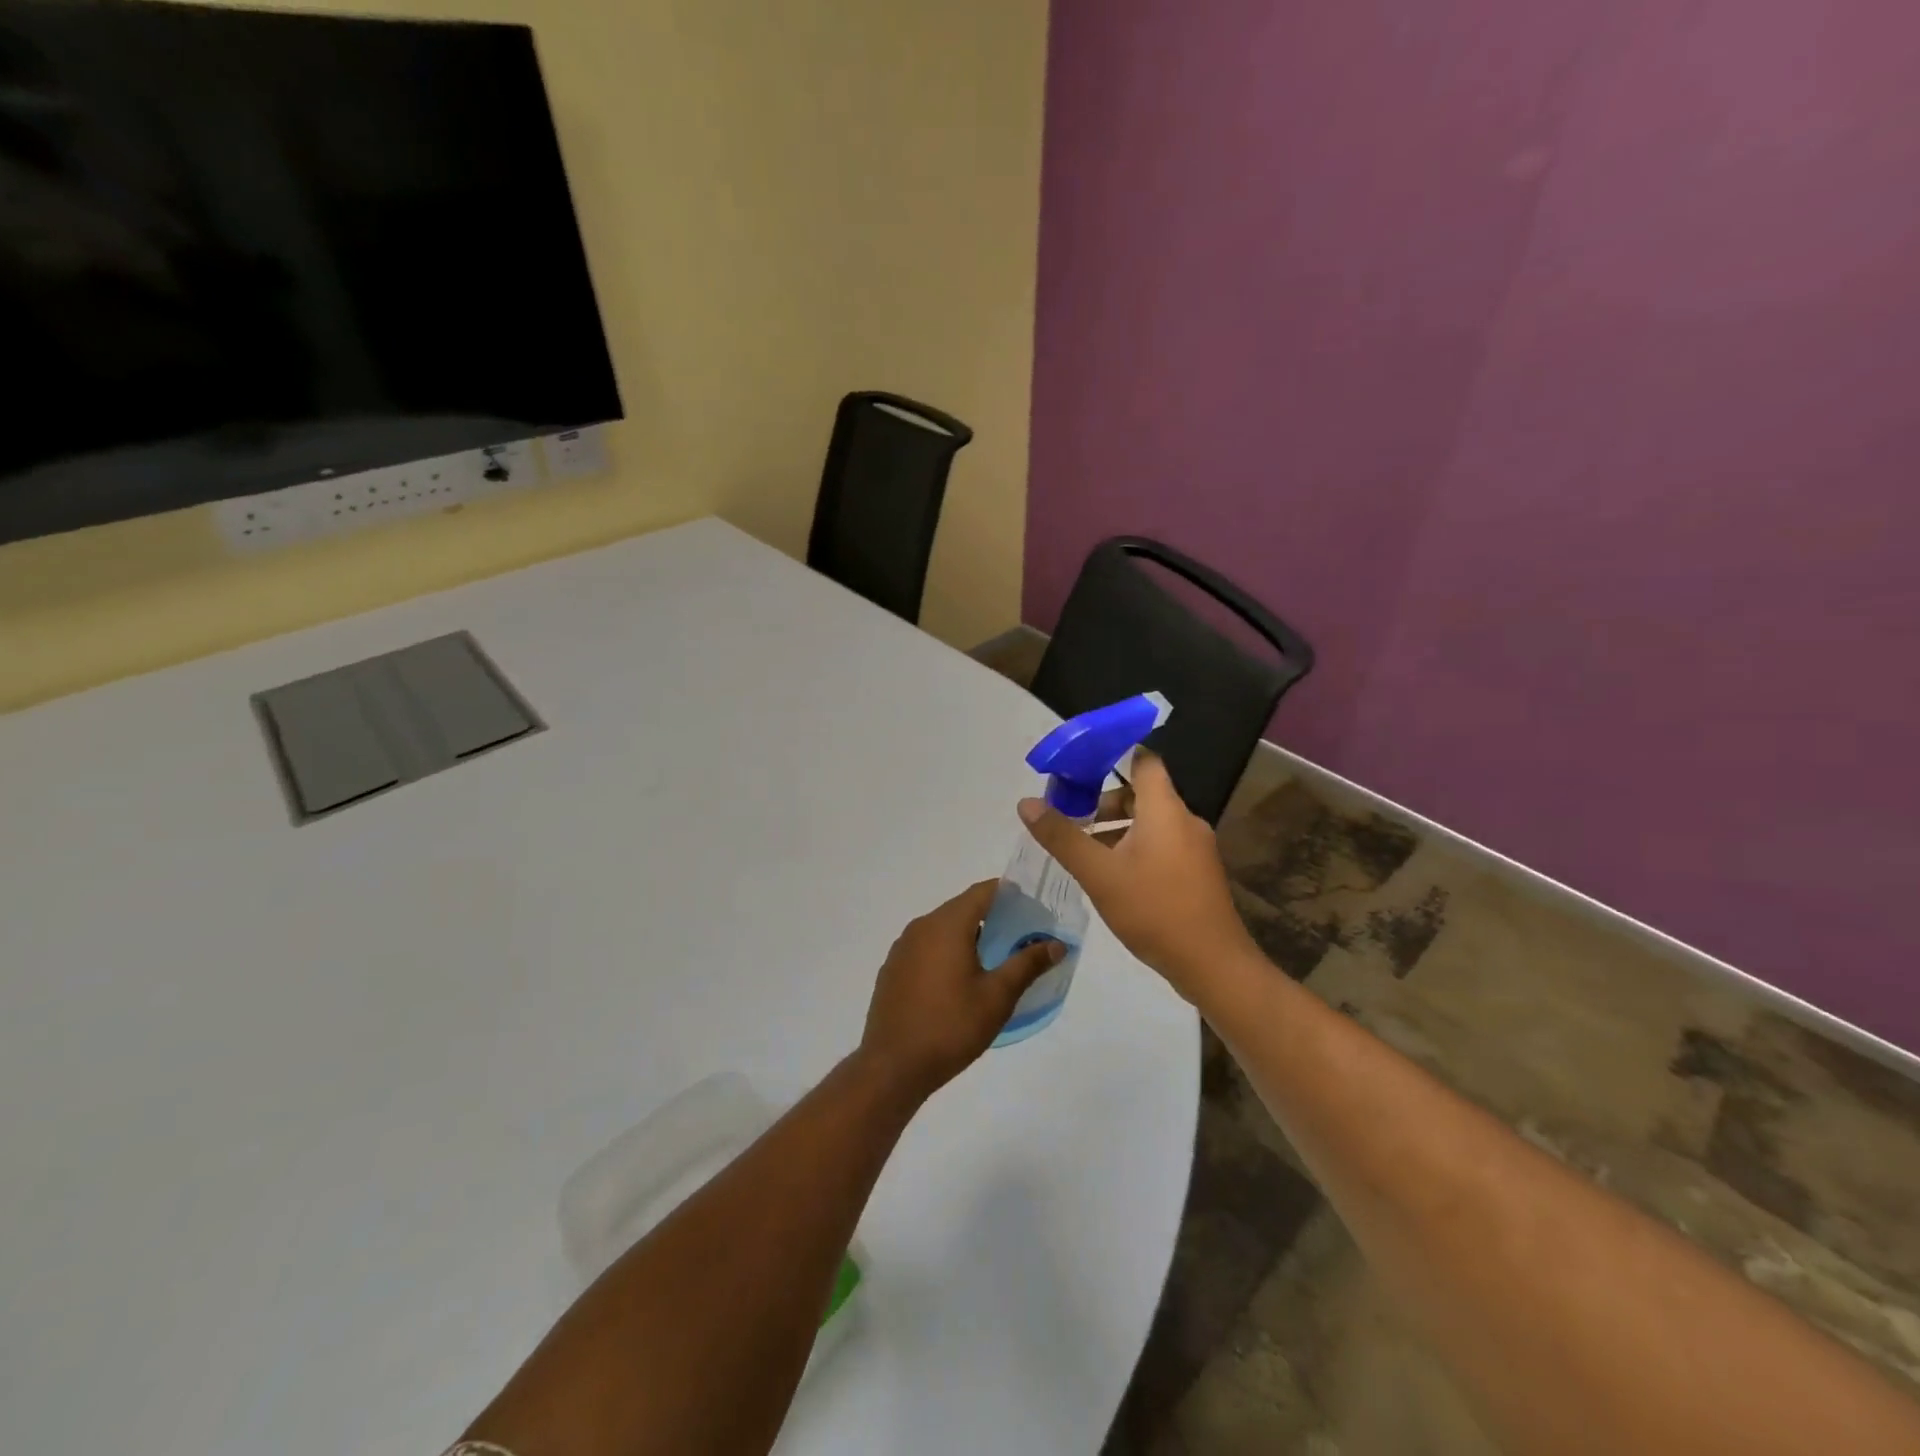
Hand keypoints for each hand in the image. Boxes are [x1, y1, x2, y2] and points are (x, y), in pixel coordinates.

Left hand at [858, 880, 1064, 1099]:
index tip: (1032, 906)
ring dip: (968, 935)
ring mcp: (902, 948)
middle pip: (962, 908)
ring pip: (942, 928)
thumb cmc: (951, 1026)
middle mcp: (921, 926)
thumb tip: (1056, 944)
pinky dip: (946, 951)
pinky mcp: (893, 969)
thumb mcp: (997, 996)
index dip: (1009, 893)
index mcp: (947, 925)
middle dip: (992, 916)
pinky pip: (926, 947)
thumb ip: (1027, 964)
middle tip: (1020, 935)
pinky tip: (959, 980)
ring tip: (994, 958)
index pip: (982, 892)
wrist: (893, 1065)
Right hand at [1018, 752, 1252, 1000]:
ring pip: (1151, 823)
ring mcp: (1195, 848)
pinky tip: (1113, 877)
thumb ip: (1062, 836)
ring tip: (1085, 853)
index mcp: (1165, 810)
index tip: (1079, 770)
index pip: (1143, 761)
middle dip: (1105, 803)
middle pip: (1142, 794)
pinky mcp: (1197, 873)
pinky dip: (1135, 848)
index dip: (1112, 757)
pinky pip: (1162, 845)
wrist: (1212, 965)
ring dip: (1118, 830)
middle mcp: (1185, 820)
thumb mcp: (1098, 873)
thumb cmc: (1154, 909)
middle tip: (1072, 820)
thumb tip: (1026, 803)